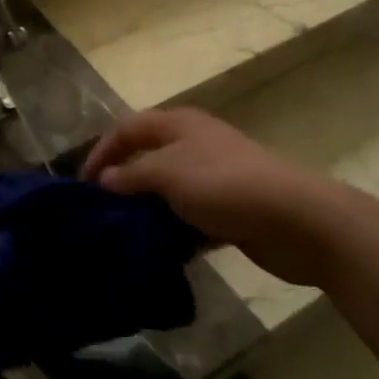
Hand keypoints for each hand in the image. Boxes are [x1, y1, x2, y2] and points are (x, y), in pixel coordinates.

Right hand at [81, 108, 372, 286]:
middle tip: (99, 212)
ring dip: (147, 212)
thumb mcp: (167, 174)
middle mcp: (194, 145)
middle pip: (147, 159)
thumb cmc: (224, 185)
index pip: (128, 129)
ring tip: (123, 236)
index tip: (81, 184)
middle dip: (122, 184)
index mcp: (178, 125)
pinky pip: (190, 219)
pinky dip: (174, 233)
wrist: (296, 219)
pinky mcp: (229, 210)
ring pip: (168, 192)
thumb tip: (105, 180)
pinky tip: (159, 254)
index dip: (102, 151)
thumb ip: (131, 176)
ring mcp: (214, 178)